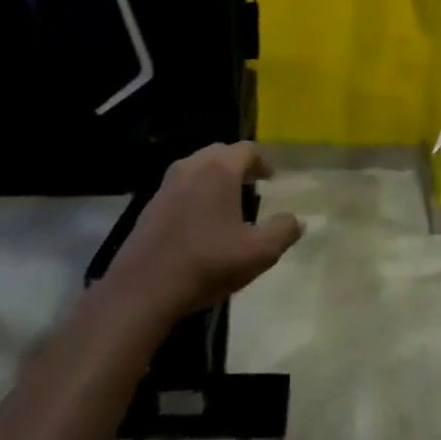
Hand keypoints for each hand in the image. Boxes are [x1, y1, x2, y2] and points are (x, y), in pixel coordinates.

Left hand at [106, 143, 303, 321]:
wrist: (143, 290)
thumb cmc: (207, 263)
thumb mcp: (258, 253)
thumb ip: (282, 232)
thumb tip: (297, 221)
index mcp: (219, 170)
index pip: (246, 149)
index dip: (262, 162)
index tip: (270, 178)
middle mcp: (191, 167)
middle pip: (219, 153)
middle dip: (237, 165)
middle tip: (251, 183)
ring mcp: (166, 185)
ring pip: (196, 168)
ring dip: (214, 177)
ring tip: (226, 201)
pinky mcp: (149, 206)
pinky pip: (179, 187)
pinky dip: (194, 193)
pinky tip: (199, 221)